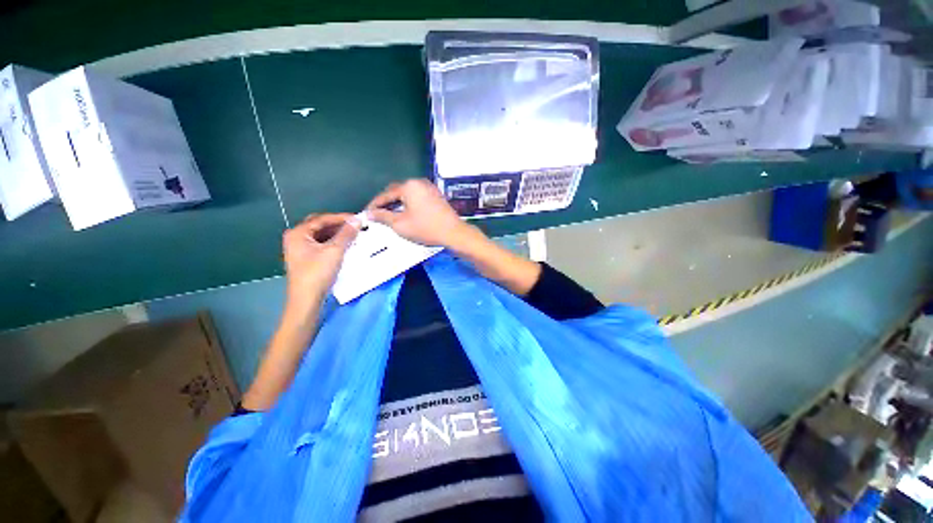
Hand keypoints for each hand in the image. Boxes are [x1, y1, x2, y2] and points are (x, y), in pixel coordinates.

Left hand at [282, 214, 359, 305]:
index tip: (358, 218)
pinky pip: (321, 244)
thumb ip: (346, 234)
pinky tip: (345, 246)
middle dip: (338, 225)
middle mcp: (296, 238)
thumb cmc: (317, 273)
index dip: (341, 217)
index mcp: (298, 233)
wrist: (307, 299)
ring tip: (353, 235)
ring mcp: (300, 249)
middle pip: (320, 225)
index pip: (322, 219)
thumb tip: (357, 220)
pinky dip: (333, 243)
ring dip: (336, 234)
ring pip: (321, 235)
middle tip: (355, 226)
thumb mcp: (335, 251)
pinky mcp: (306, 259)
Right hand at [366, 179, 472, 247]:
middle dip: (386, 202)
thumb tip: (370, 213)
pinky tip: (405, 213)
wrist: (454, 233)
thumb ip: (382, 216)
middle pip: (397, 191)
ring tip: (390, 215)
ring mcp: (429, 188)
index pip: (386, 194)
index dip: (374, 205)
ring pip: (407, 194)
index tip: (366, 213)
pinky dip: (409, 204)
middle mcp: (419, 182)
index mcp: (409, 186)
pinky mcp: (436, 195)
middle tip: (377, 215)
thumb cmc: (426, 228)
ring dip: (397, 203)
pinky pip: (417, 196)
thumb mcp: (400, 224)